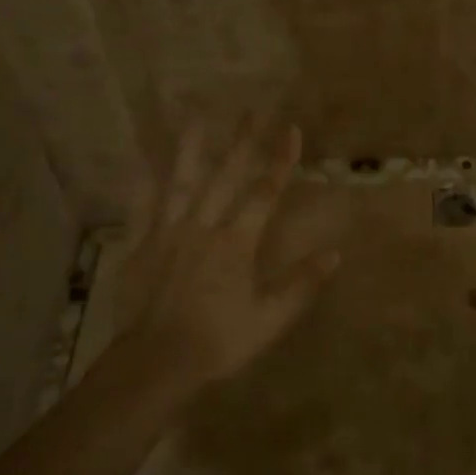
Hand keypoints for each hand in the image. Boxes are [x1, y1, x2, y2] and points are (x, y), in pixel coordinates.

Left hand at [119, 121, 339, 391]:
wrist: (156, 364)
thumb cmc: (219, 342)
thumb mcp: (270, 319)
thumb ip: (301, 284)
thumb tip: (334, 253)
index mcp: (237, 242)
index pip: (264, 192)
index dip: (280, 160)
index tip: (291, 129)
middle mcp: (203, 227)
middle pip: (224, 176)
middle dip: (240, 142)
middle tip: (249, 110)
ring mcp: (168, 234)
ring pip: (181, 183)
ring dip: (190, 149)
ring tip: (195, 117)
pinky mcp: (141, 248)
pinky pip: (142, 210)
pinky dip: (142, 186)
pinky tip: (140, 163)